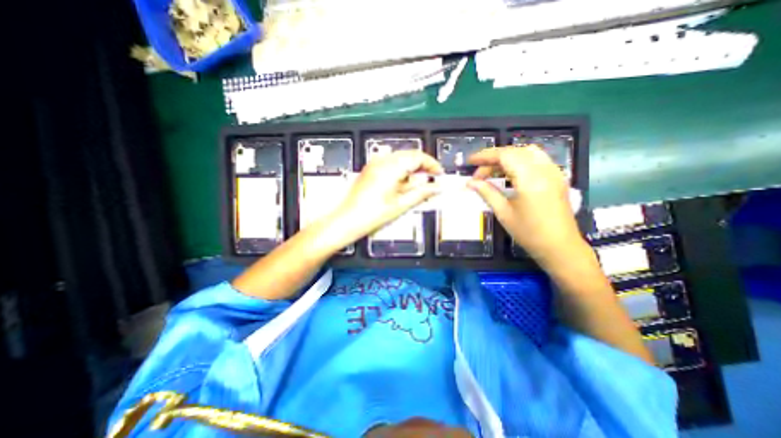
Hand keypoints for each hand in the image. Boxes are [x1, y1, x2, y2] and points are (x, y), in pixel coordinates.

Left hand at [330, 150, 445, 242]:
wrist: (348, 220)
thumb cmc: (373, 214)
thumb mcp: (401, 204)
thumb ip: (421, 193)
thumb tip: (437, 187)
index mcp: (391, 167)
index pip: (417, 157)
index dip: (431, 164)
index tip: (439, 173)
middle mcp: (382, 160)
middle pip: (409, 155)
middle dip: (422, 165)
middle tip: (431, 179)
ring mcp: (374, 163)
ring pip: (400, 158)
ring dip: (411, 167)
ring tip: (417, 184)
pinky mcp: (370, 169)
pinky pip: (390, 163)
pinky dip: (400, 170)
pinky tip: (402, 183)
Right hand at [466, 146, 582, 264]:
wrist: (560, 247)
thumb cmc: (529, 233)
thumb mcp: (503, 213)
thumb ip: (487, 192)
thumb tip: (470, 182)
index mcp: (530, 179)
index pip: (505, 156)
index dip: (485, 156)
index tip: (470, 161)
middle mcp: (544, 170)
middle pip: (515, 152)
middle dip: (494, 158)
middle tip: (479, 173)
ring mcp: (554, 172)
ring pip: (527, 152)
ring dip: (507, 157)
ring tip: (492, 170)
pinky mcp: (557, 177)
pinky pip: (537, 159)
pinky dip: (520, 160)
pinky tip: (510, 173)